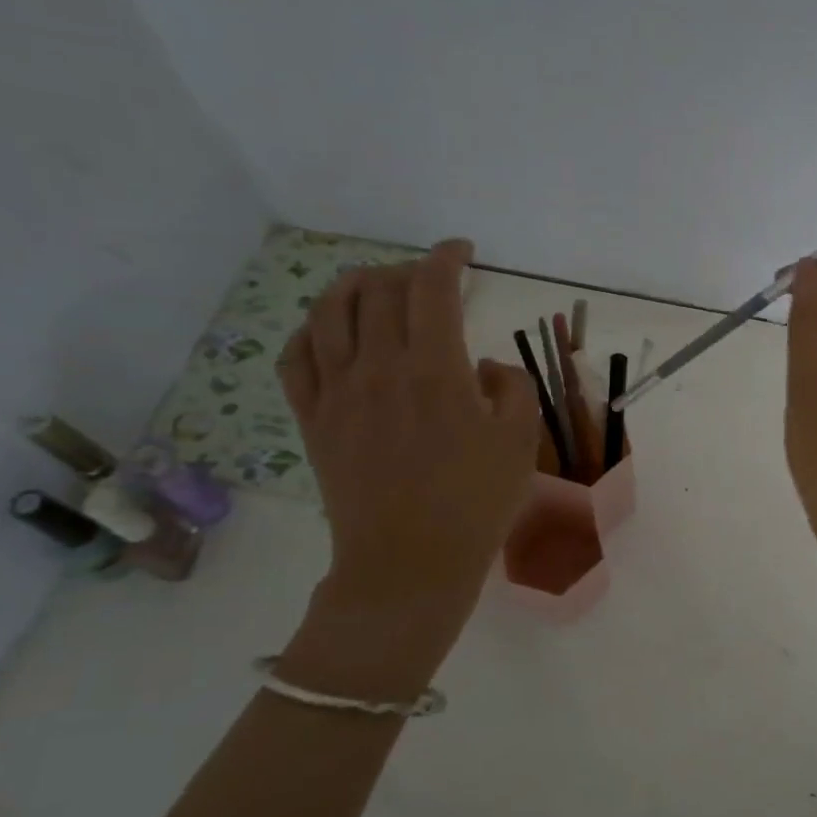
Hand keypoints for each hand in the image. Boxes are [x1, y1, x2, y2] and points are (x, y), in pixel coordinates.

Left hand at [278, 240, 538, 651]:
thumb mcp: (521, 441)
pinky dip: (310, 330)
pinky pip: (295, 358)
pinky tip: (328, 331)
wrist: (409, 564)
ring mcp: (337, 393)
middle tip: (431, 280)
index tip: (463, 252)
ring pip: (329, 312)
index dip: (447, 258)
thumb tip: (484, 367)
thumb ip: (513, 387)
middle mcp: (378, 368)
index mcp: (434, 369)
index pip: (432, 288)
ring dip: (354, 285)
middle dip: (408, 270)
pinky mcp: (312, 420)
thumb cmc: (475, 503)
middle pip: (380, 290)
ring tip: (375, 285)